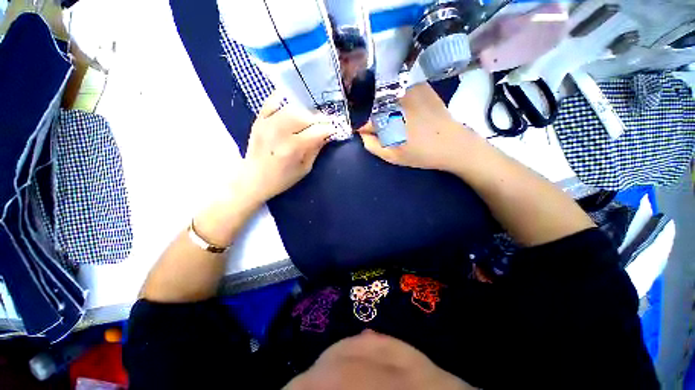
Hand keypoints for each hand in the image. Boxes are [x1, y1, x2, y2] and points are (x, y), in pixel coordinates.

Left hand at [241, 94, 333, 203]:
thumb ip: (316, 150)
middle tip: (324, 124)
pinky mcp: (259, 120)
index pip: (317, 131)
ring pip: (292, 108)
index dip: (329, 129)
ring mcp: (267, 124)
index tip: (334, 129)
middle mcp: (280, 133)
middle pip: (305, 117)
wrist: (253, 179)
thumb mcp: (304, 168)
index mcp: (293, 148)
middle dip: (319, 119)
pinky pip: (271, 102)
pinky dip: (282, 99)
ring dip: (305, 112)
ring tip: (310, 119)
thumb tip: (326, 135)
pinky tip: (292, 102)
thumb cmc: (282, 179)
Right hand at [358, 83, 475, 171]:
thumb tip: (362, 133)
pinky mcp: (419, 85)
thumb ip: (372, 145)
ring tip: (394, 118)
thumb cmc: (421, 154)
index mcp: (386, 119)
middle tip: (382, 127)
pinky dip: (396, 97)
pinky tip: (405, 108)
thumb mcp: (392, 157)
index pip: (364, 121)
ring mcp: (408, 89)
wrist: (452, 143)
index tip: (367, 133)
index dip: (363, 128)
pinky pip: (399, 89)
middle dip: (373, 116)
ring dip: (384, 105)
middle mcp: (395, 100)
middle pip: (373, 106)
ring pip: (385, 95)